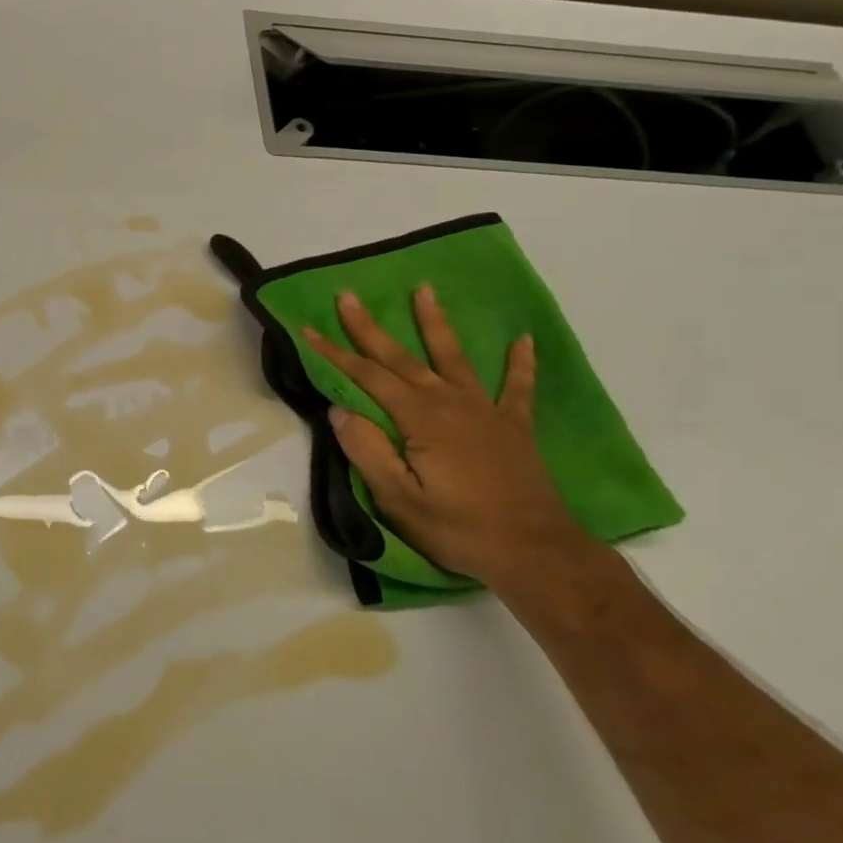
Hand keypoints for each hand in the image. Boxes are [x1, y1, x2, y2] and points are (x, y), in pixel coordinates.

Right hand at [302, 285, 599, 588]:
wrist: (535, 552)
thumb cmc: (459, 528)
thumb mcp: (398, 499)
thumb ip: (367, 450)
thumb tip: (339, 411)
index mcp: (420, 419)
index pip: (367, 377)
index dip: (335, 353)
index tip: (307, 329)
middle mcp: (451, 403)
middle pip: (402, 358)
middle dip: (371, 328)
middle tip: (349, 296)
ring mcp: (486, 412)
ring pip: (454, 358)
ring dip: (435, 324)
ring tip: (424, 291)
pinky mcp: (514, 428)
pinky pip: (517, 388)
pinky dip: (519, 363)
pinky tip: (523, 341)